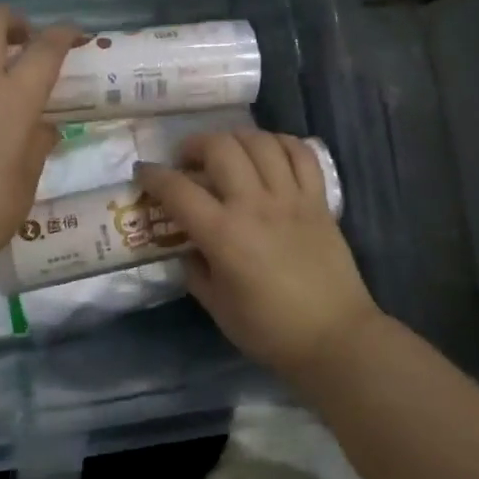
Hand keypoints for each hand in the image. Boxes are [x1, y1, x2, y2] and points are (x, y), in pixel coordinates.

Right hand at [136, 130, 382, 377]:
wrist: (335, 339)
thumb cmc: (270, 330)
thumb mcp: (217, 306)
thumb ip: (195, 270)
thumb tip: (187, 248)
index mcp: (224, 235)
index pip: (178, 189)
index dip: (153, 175)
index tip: (143, 172)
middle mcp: (255, 205)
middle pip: (220, 148)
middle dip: (194, 145)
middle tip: (187, 160)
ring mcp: (291, 198)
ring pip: (260, 142)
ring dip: (235, 139)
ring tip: (226, 153)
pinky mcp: (319, 201)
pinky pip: (301, 154)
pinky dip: (280, 143)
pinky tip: (268, 152)